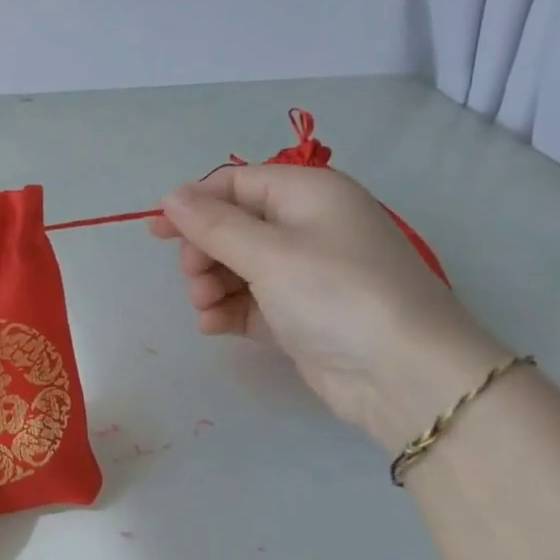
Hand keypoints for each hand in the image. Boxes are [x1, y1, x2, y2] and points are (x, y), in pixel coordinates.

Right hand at [149, 165, 503, 451]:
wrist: (403, 375)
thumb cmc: (336, 294)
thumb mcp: (269, 253)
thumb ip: (213, 225)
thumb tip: (171, 196)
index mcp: (308, 195)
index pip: (237, 183)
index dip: (194, 203)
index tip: (156, 231)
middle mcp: (307, 227)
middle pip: (233, 226)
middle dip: (203, 251)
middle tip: (192, 277)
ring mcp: (304, 274)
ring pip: (236, 266)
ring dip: (210, 284)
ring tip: (204, 308)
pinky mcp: (299, 315)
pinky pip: (248, 301)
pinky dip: (226, 310)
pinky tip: (213, 326)